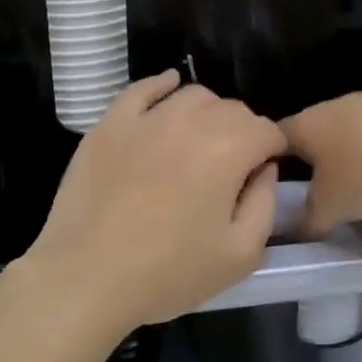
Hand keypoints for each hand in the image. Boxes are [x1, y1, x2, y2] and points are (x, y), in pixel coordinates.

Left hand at [21, 72, 286, 338]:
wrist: (87, 276)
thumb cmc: (169, 273)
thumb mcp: (240, 255)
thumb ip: (264, 204)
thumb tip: (264, 169)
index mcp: (228, 150)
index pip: (267, 131)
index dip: (274, 151)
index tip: (264, 174)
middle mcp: (190, 121)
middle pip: (232, 110)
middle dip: (243, 132)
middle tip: (233, 168)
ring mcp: (145, 118)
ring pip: (192, 96)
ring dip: (207, 113)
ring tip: (200, 143)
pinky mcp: (109, 124)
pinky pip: (142, 89)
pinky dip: (162, 85)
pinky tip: (169, 88)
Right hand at [282, 85, 361, 237]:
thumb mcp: (332, 207)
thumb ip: (309, 221)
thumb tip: (297, 232)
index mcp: (303, 125)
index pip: (272, 140)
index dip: (267, 163)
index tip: (270, 188)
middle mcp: (329, 106)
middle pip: (310, 133)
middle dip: (311, 161)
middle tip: (314, 192)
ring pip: (346, 131)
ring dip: (347, 154)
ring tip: (356, 184)